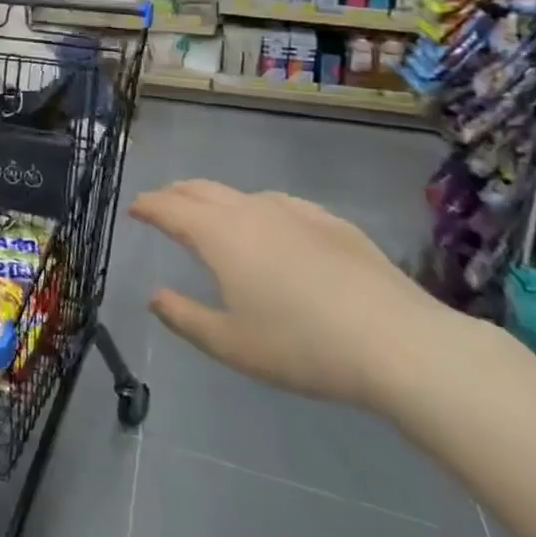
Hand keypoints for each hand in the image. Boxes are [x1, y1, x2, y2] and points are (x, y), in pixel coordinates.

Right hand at [131, 179, 455, 409]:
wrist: (401, 344)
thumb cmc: (302, 346)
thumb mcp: (230, 344)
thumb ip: (184, 317)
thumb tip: (154, 296)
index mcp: (217, 234)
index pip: (168, 208)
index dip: (146, 206)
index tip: (134, 209)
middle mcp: (249, 211)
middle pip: (200, 189)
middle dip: (175, 194)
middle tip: (162, 204)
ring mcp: (294, 212)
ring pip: (240, 194)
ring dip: (215, 200)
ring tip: (212, 216)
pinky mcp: (332, 223)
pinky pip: (280, 204)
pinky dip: (258, 208)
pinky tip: (272, 227)